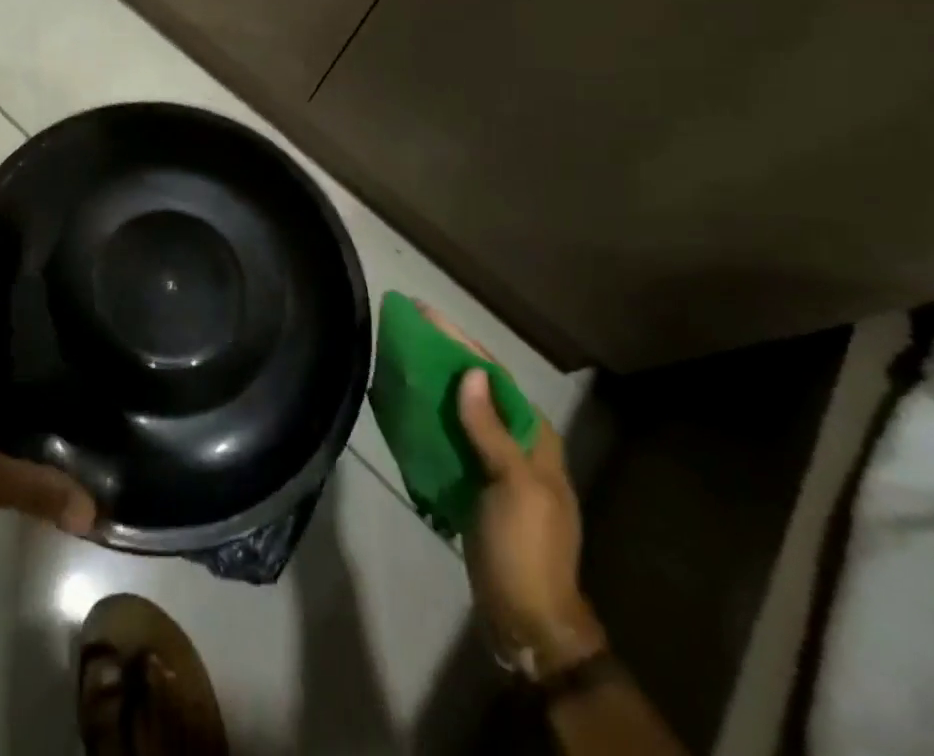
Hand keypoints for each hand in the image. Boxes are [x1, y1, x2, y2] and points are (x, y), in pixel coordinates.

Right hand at [419, 306, 604, 675]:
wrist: (525, 618)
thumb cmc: (526, 547)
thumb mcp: (514, 486)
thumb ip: (491, 431)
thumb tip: (471, 373)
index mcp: (535, 437)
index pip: (495, 375)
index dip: (461, 342)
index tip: (426, 314)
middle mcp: (518, 442)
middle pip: (477, 387)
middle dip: (444, 356)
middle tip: (407, 329)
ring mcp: (496, 464)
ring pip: (462, 410)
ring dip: (434, 384)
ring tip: (399, 357)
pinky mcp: (476, 484)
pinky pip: (451, 437)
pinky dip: (429, 417)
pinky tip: (404, 405)